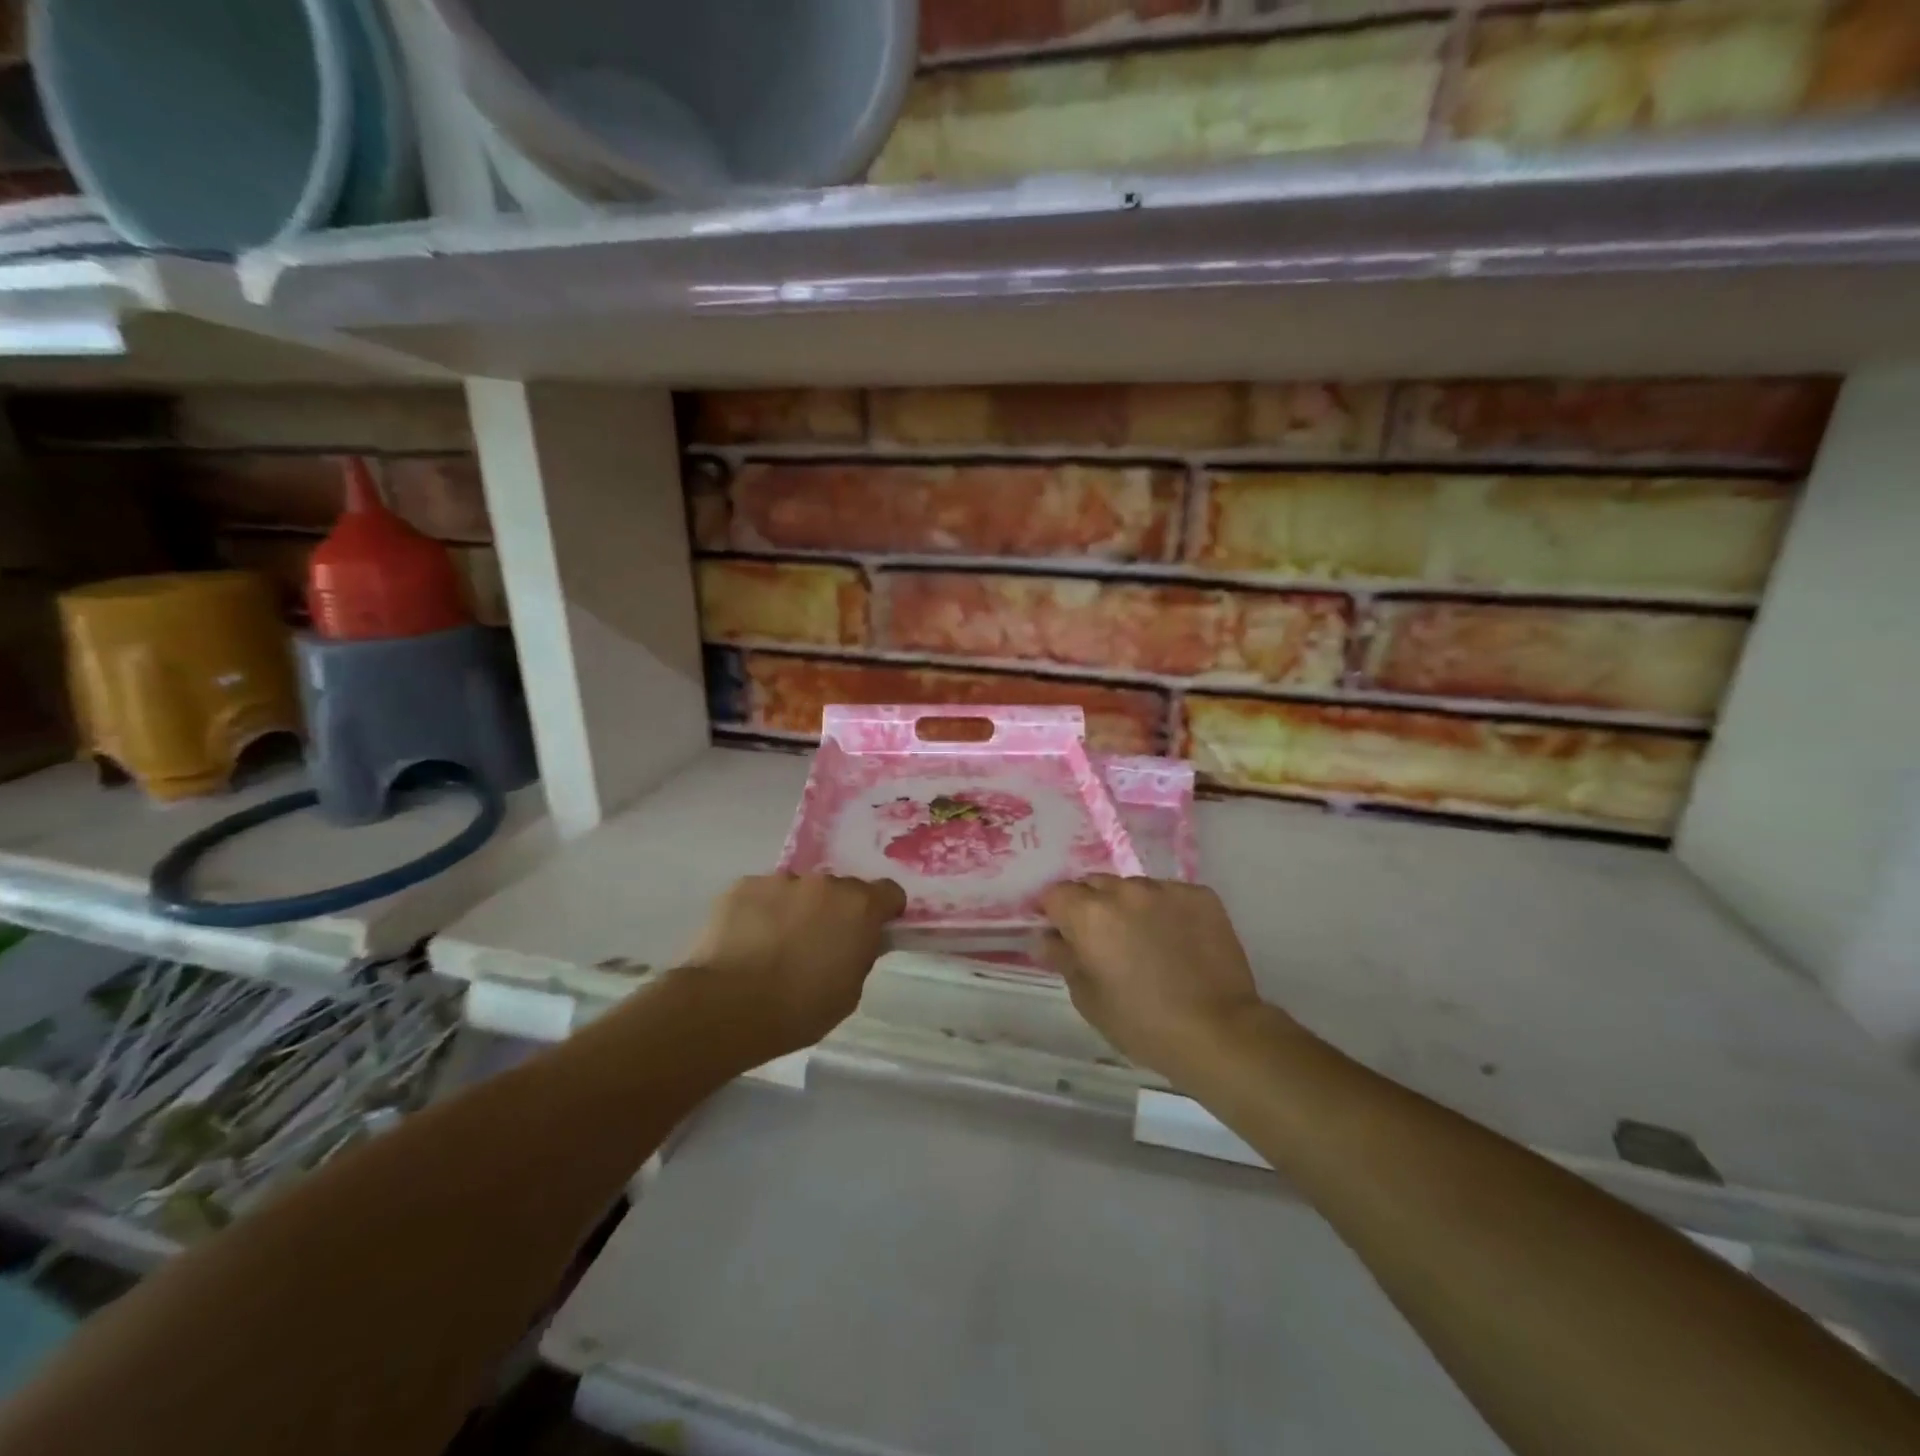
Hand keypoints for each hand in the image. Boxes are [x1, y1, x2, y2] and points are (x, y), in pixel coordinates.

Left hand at [675, 873, 905, 1063]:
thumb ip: (859, 955)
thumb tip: (856, 942)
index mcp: (859, 907)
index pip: (889, 892)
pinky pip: (761, 894)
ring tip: (774, 946)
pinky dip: (760, 912)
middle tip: (818, 945)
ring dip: (796, 909)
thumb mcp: (849, 993)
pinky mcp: (742, 885)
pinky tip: (746, 942)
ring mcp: (781, 880)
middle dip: (835, 911)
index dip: (883, 911)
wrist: (727, 1006)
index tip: (872, 932)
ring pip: (798, 890)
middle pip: (840, 890)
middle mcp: (824, 883)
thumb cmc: (799, 1009)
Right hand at [1040, 876, 1275, 1083]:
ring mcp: (1166, 889)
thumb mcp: (1088, 999)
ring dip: (1129, 906)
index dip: (1053, 913)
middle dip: (1090, 905)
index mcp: (1089, 914)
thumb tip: (1046, 938)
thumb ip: (1063, 959)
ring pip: (1133, 887)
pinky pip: (1170, 894)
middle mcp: (1125, 891)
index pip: (1055, 894)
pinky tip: (1176, 940)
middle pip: (1093, 884)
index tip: (1061, 933)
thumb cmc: (1142, 1024)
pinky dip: (1165, 910)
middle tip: (1102, 939)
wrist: (1218, 1032)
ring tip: (1144, 940)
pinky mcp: (1200, 895)